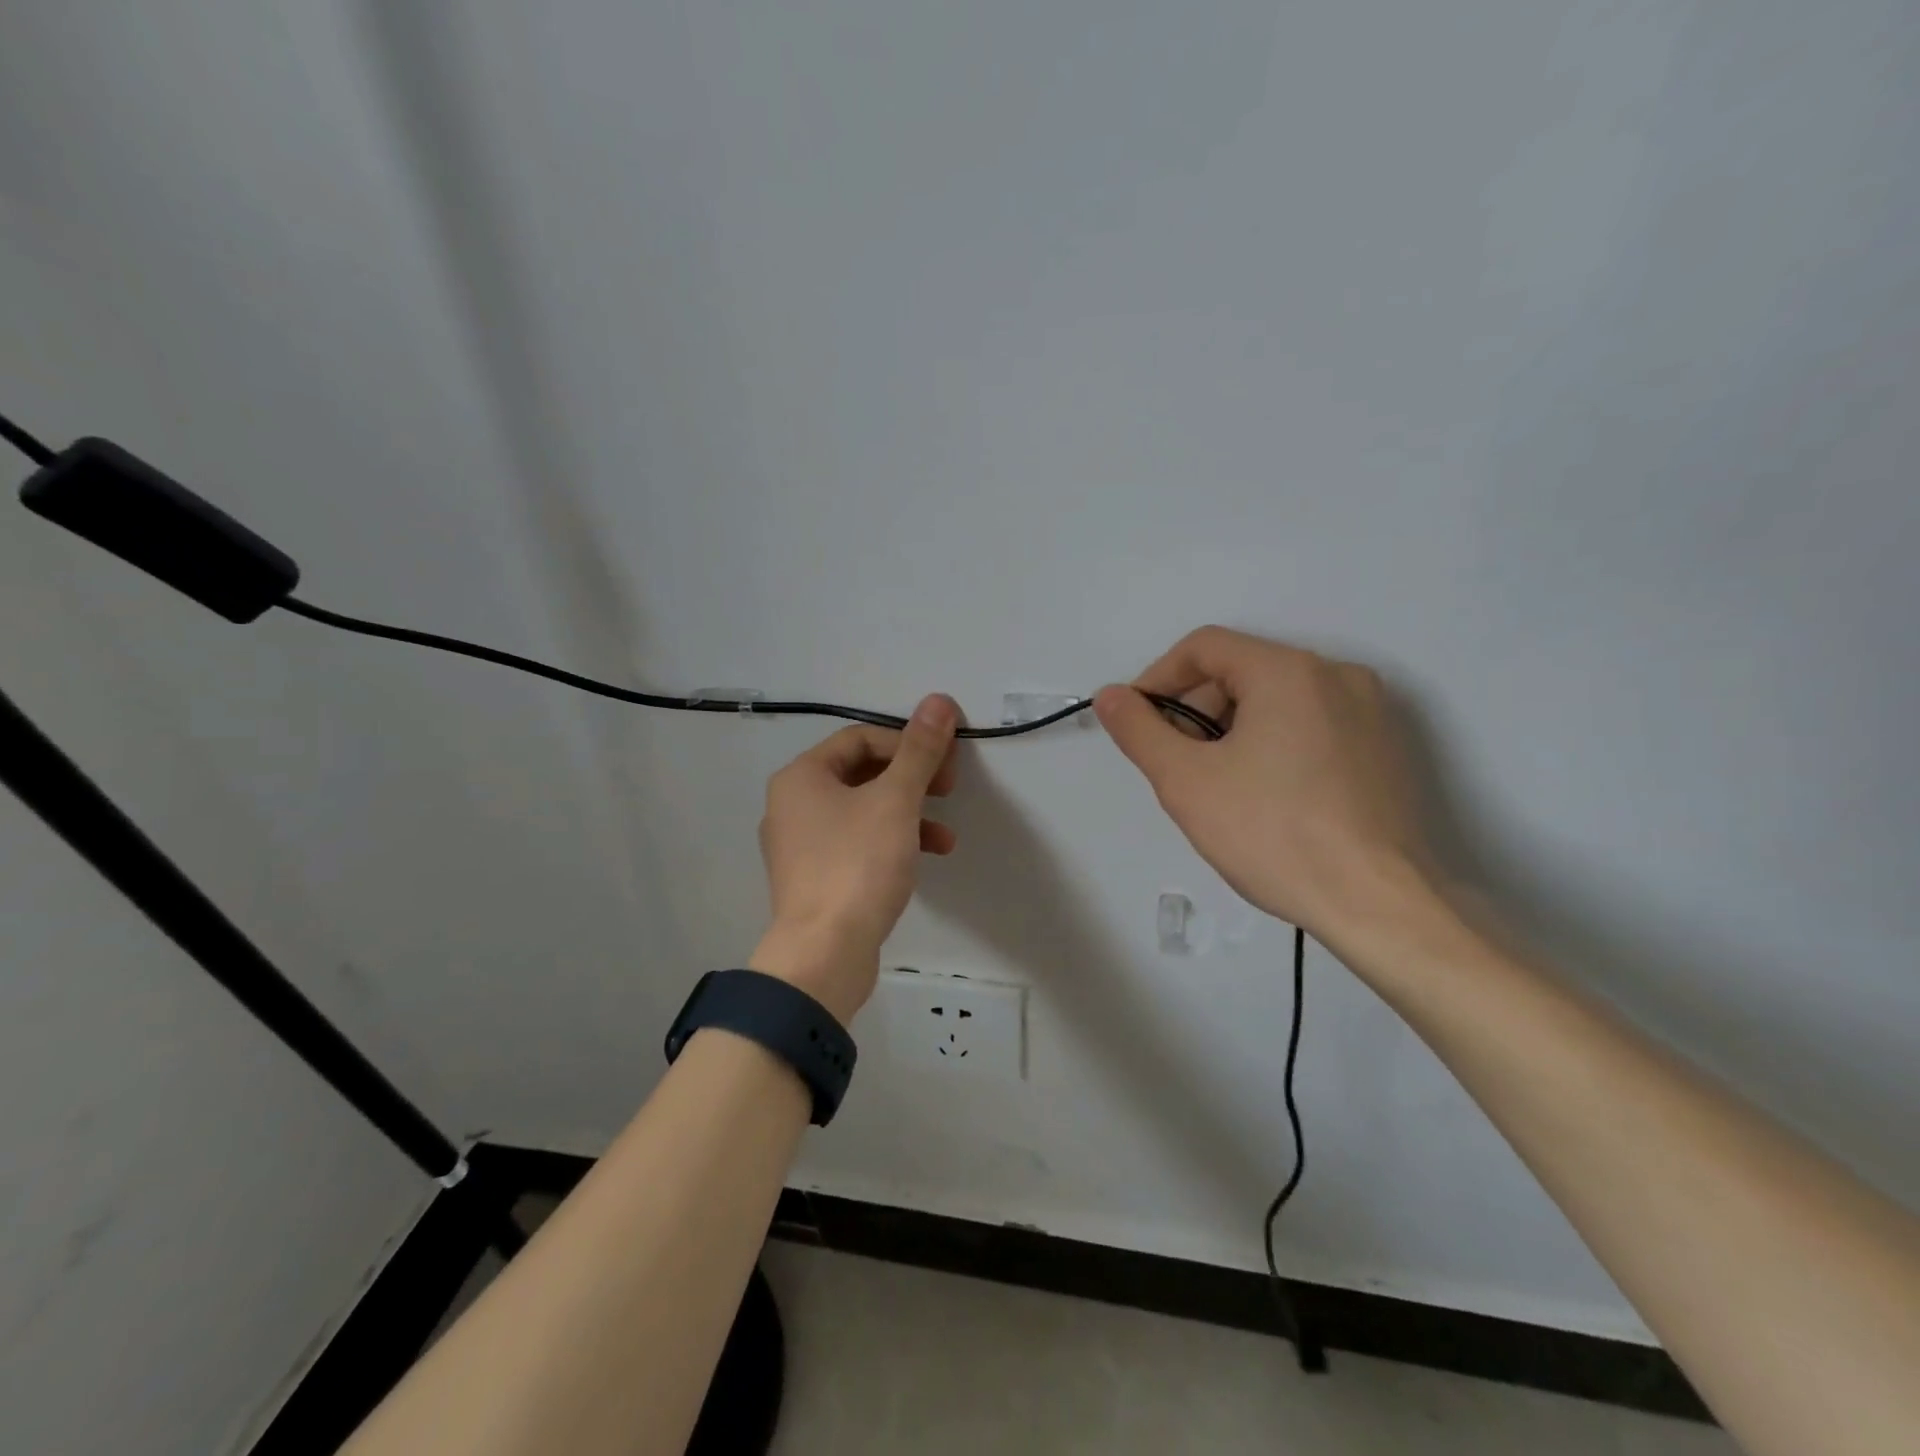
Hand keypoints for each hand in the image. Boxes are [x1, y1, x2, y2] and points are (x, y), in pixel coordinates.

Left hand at [752, 695, 960, 1021]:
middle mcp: (793, 804)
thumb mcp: (896, 801)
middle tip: (948, 789)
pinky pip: (857, 844)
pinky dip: (891, 843)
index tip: (946, 763)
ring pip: (863, 811)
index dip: (908, 744)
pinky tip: (923, 860)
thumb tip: (939, 700)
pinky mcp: (814, 878)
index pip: (861, 738)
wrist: (824, 955)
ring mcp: (801, 845)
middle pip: (862, 773)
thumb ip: (919, 750)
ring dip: (908, 815)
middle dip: (912, 780)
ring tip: (945, 836)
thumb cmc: (857, 866)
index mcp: (802, 777)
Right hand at [1094, 627, 1429, 942]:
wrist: (1377, 904)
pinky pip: (1312, 724)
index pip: (1203, 646)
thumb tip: (1110, 696)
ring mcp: (1370, 711)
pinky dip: (1274, 743)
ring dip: (1232, 729)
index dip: (1158, 679)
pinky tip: (1266, 796)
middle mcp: (1336, 674)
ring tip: (1218, 786)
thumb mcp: (1185, 781)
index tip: (1138, 724)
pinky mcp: (1386, 748)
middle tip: (1176, 765)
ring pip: (1277, 699)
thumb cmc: (1272, 834)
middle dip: (1196, 710)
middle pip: (1241, 671)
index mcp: (1287, 671)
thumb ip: (1138, 730)